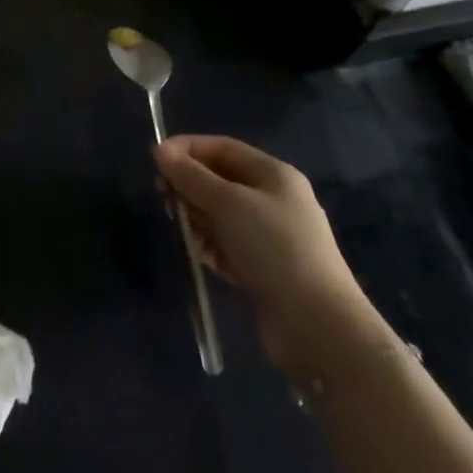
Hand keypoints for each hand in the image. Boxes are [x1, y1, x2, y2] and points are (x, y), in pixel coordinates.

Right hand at [155, 135, 379, 374]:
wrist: (317, 325)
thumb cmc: (272, 248)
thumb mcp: (226, 203)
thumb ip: (190, 176)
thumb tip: (160, 151)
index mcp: (273, 174)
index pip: (222, 147)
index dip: (187, 149)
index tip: (155, 160)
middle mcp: (274, 199)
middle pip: (220, 180)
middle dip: (189, 186)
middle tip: (163, 198)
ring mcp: (271, 236)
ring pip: (221, 214)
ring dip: (197, 218)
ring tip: (183, 230)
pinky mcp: (265, 268)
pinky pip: (227, 245)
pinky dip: (210, 246)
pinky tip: (200, 256)